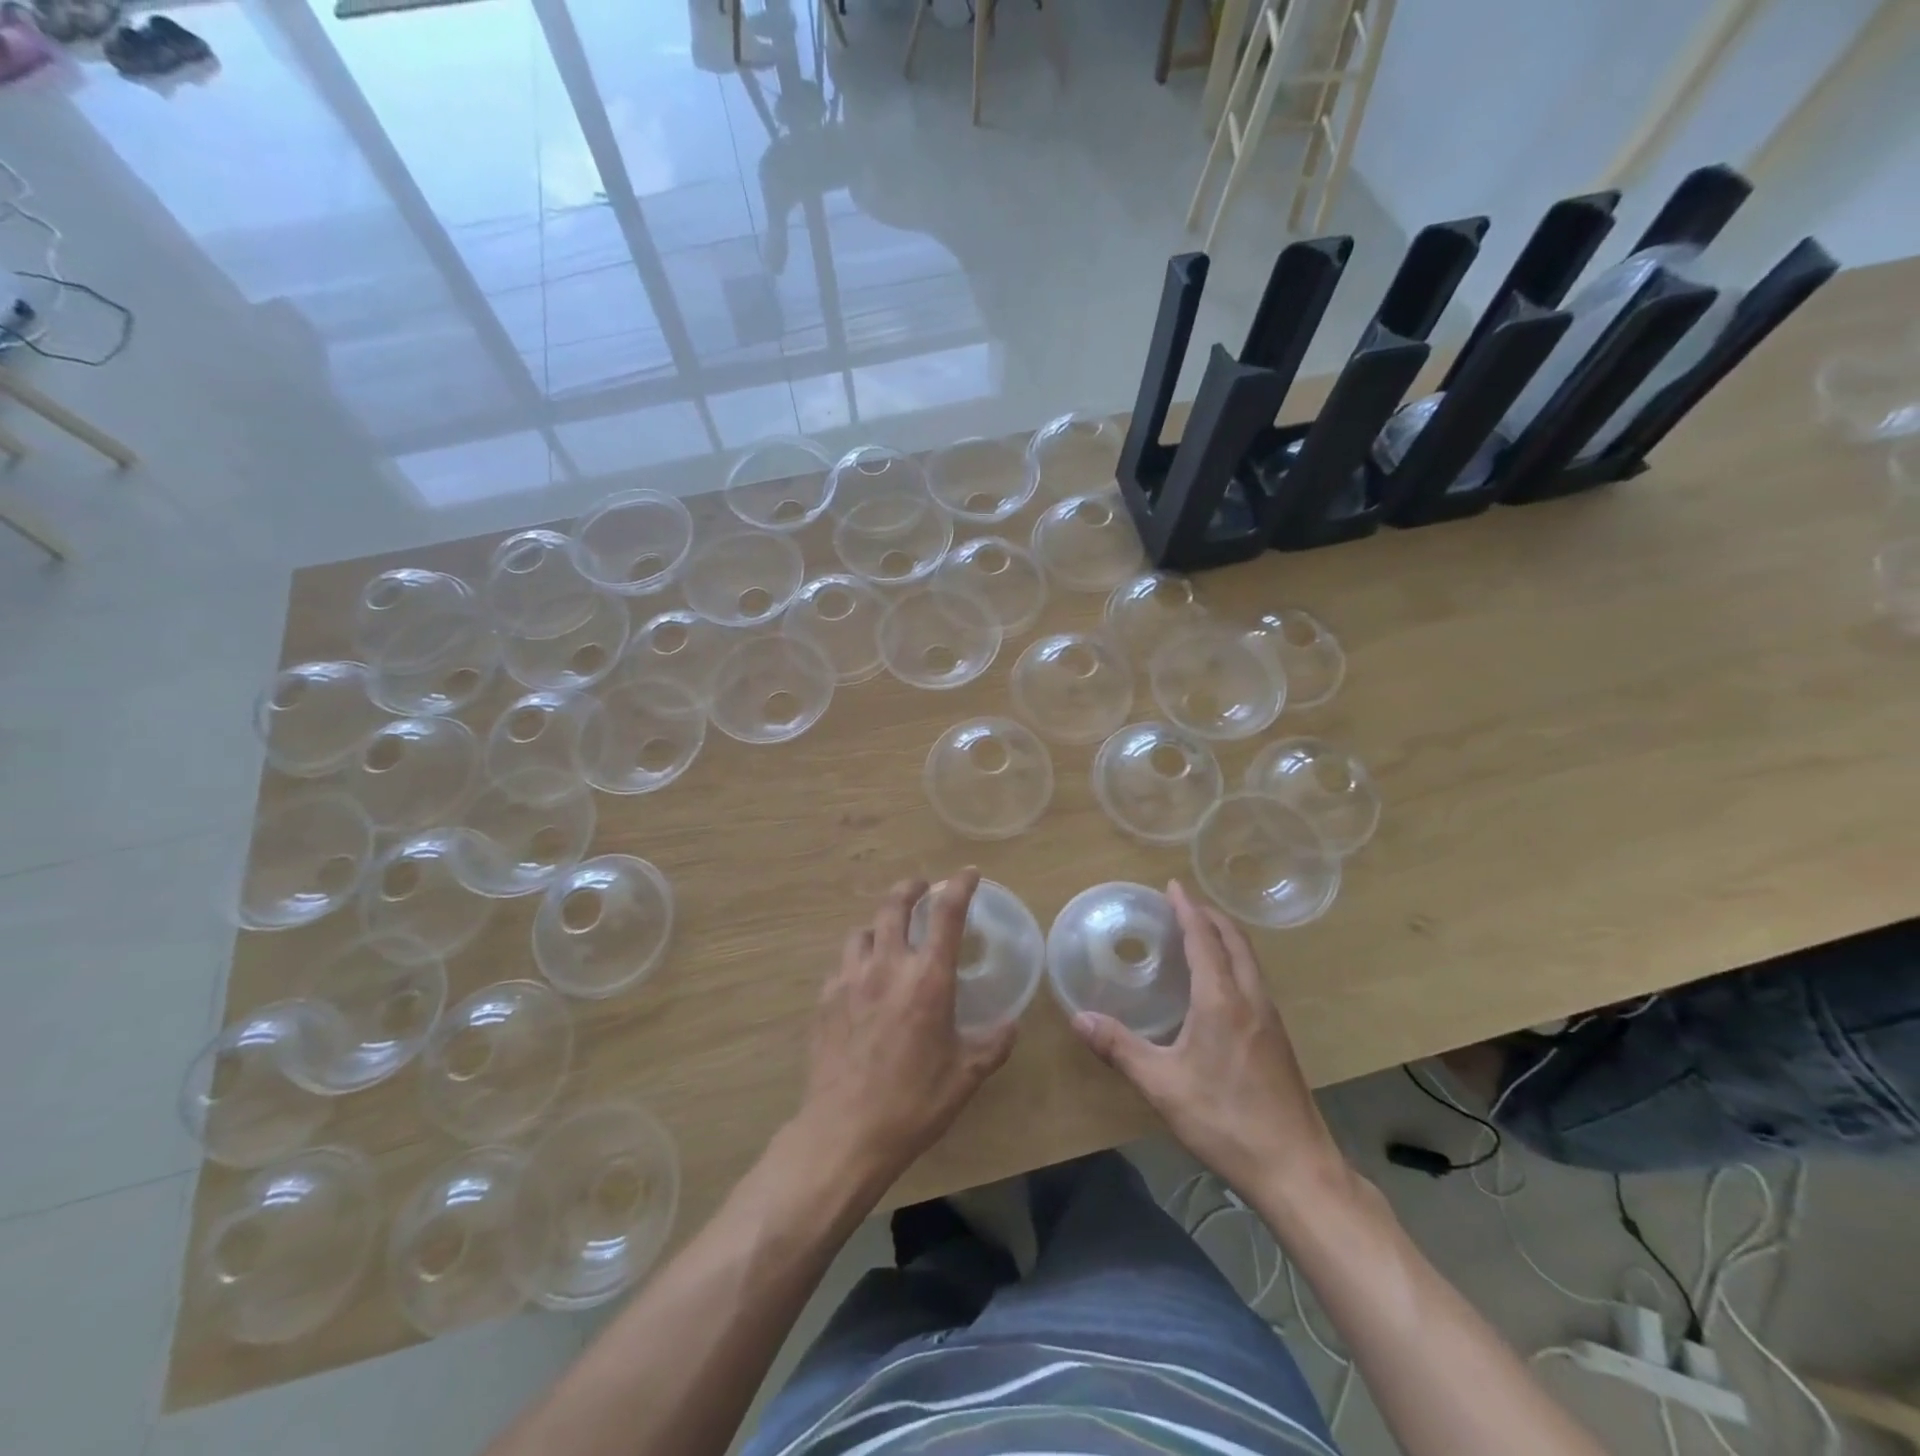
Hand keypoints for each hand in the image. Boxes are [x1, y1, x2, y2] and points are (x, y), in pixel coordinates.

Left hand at [795, 869, 1016, 1189]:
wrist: (845, 1132)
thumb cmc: (914, 1102)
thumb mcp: (965, 1076)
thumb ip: (992, 1044)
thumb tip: (1010, 1025)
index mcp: (928, 979)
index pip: (946, 915)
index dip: (960, 887)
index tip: (968, 873)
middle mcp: (887, 966)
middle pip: (894, 906)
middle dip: (910, 889)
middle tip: (921, 887)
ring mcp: (850, 979)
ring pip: (862, 931)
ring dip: (879, 925)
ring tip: (887, 935)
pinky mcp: (825, 999)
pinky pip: (842, 964)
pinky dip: (857, 960)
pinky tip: (861, 980)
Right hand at [1071, 880, 1345, 1203]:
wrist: (1297, 1170)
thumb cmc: (1226, 1121)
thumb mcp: (1162, 1086)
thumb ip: (1119, 1048)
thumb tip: (1078, 1018)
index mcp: (1222, 1000)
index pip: (1204, 938)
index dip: (1187, 909)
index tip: (1172, 886)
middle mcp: (1251, 999)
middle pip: (1235, 940)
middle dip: (1209, 916)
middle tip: (1181, 904)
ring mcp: (1270, 1019)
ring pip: (1249, 960)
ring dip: (1225, 937)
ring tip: (1198, 934)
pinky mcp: (1278, 1039)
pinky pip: (1254, 980)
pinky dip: (1234, 961)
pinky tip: (1218, 985)